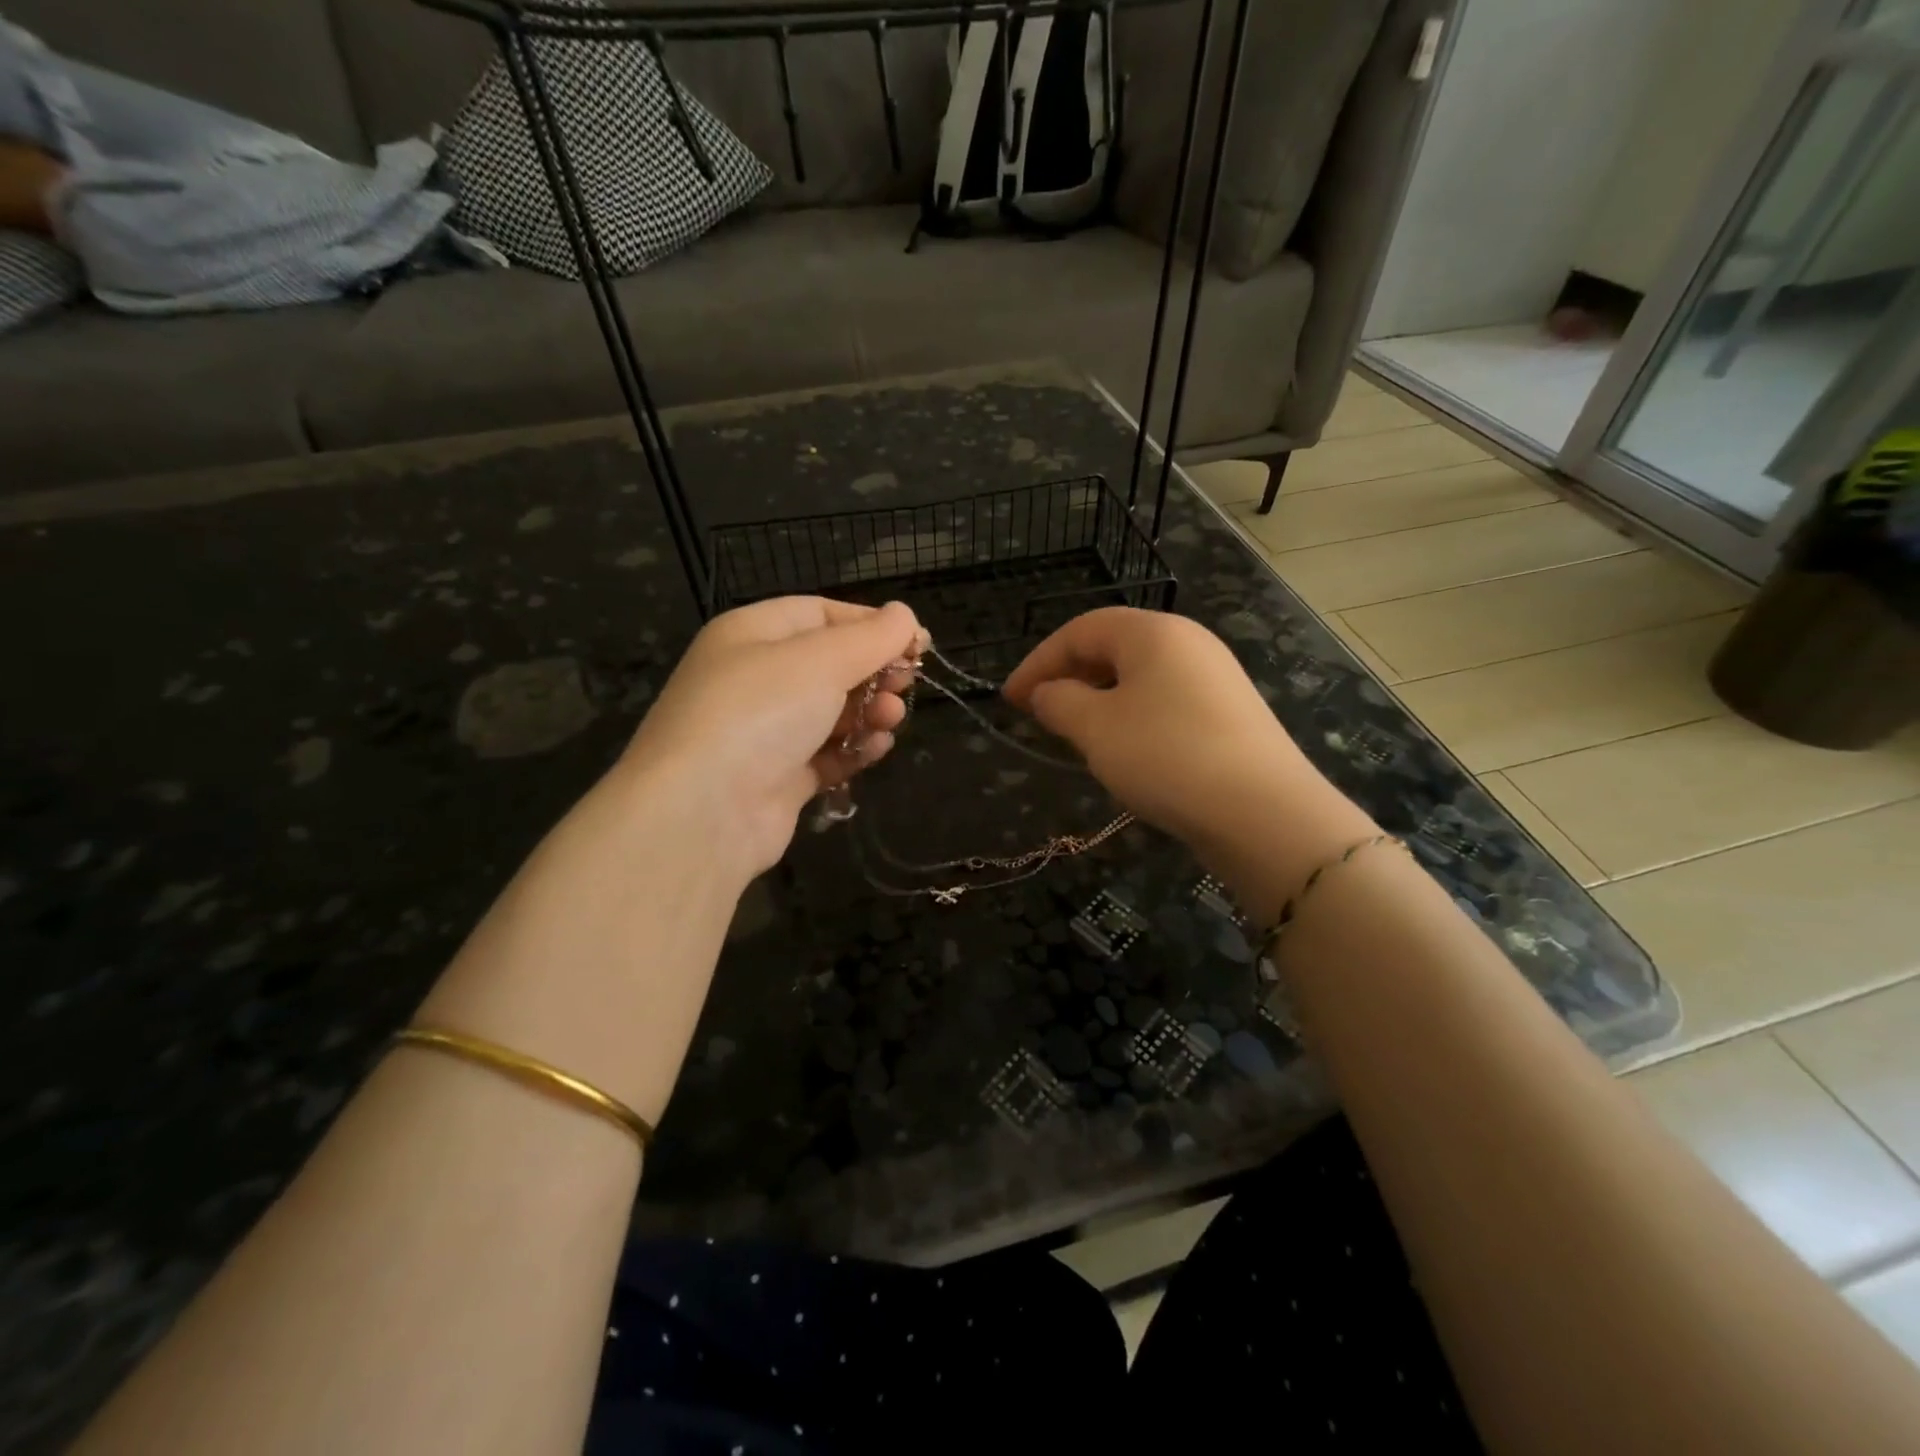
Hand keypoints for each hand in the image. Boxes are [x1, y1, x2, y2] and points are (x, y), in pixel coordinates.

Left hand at [622, 596, 923, 873]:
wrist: (703, 811)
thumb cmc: (761, 712)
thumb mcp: (821, 659)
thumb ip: (871, 637)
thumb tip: (905, 615)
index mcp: (753, 634)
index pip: (821, 614)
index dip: (871, 624)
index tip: (917, 641)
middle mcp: (755, 679)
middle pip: (830, 665)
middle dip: (874, 672)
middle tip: (905, 684)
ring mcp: (764, 732)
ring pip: (831, 712)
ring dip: (868, 712)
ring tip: (890, 719)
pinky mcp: (776, 778)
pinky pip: (825, 755)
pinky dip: (853, 750)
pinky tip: (876, 750)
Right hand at [1004, 609, 1374, 911]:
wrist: (1262, 812)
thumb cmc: (1166, 756)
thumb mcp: (1096, 729)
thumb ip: (1058, 702)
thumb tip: (1046, 693)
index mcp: (1153, 632)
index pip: (1080, 630)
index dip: (1037, 662)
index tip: (1009, 700)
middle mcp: (1187, 642)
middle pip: (1112, 647)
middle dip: (1068, 677)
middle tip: (1040, 714)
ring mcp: (1214, 676)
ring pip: (1139, 677)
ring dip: (1098, 699)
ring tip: (1077, 734)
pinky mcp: (1228, 712)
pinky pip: (1165, 700)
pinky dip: (1131, 716)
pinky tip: (1125, 749)